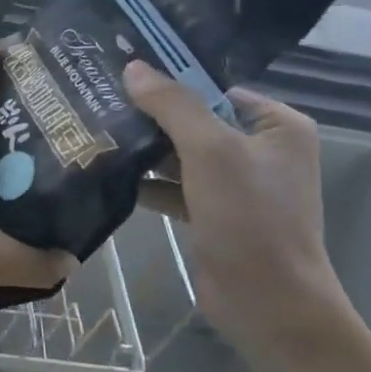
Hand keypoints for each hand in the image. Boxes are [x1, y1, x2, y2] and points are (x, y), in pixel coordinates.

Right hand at [122, 62, 349, 366]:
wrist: (268, 304)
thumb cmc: (249, 218)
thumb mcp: (211, 151)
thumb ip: (173, 106)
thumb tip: (134, 67)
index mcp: (276, 125)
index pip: (215, 88)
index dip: (171, 80)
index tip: (121, 72)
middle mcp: (259, 149)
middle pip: (195, 120)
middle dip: (151, 116)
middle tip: (98, 99)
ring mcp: (236, 184)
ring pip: (181, 154)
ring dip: (144, 149)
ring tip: (94, 131)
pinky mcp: (213, 213)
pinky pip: (175, 185)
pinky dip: (148, 182)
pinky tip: (109, 173)